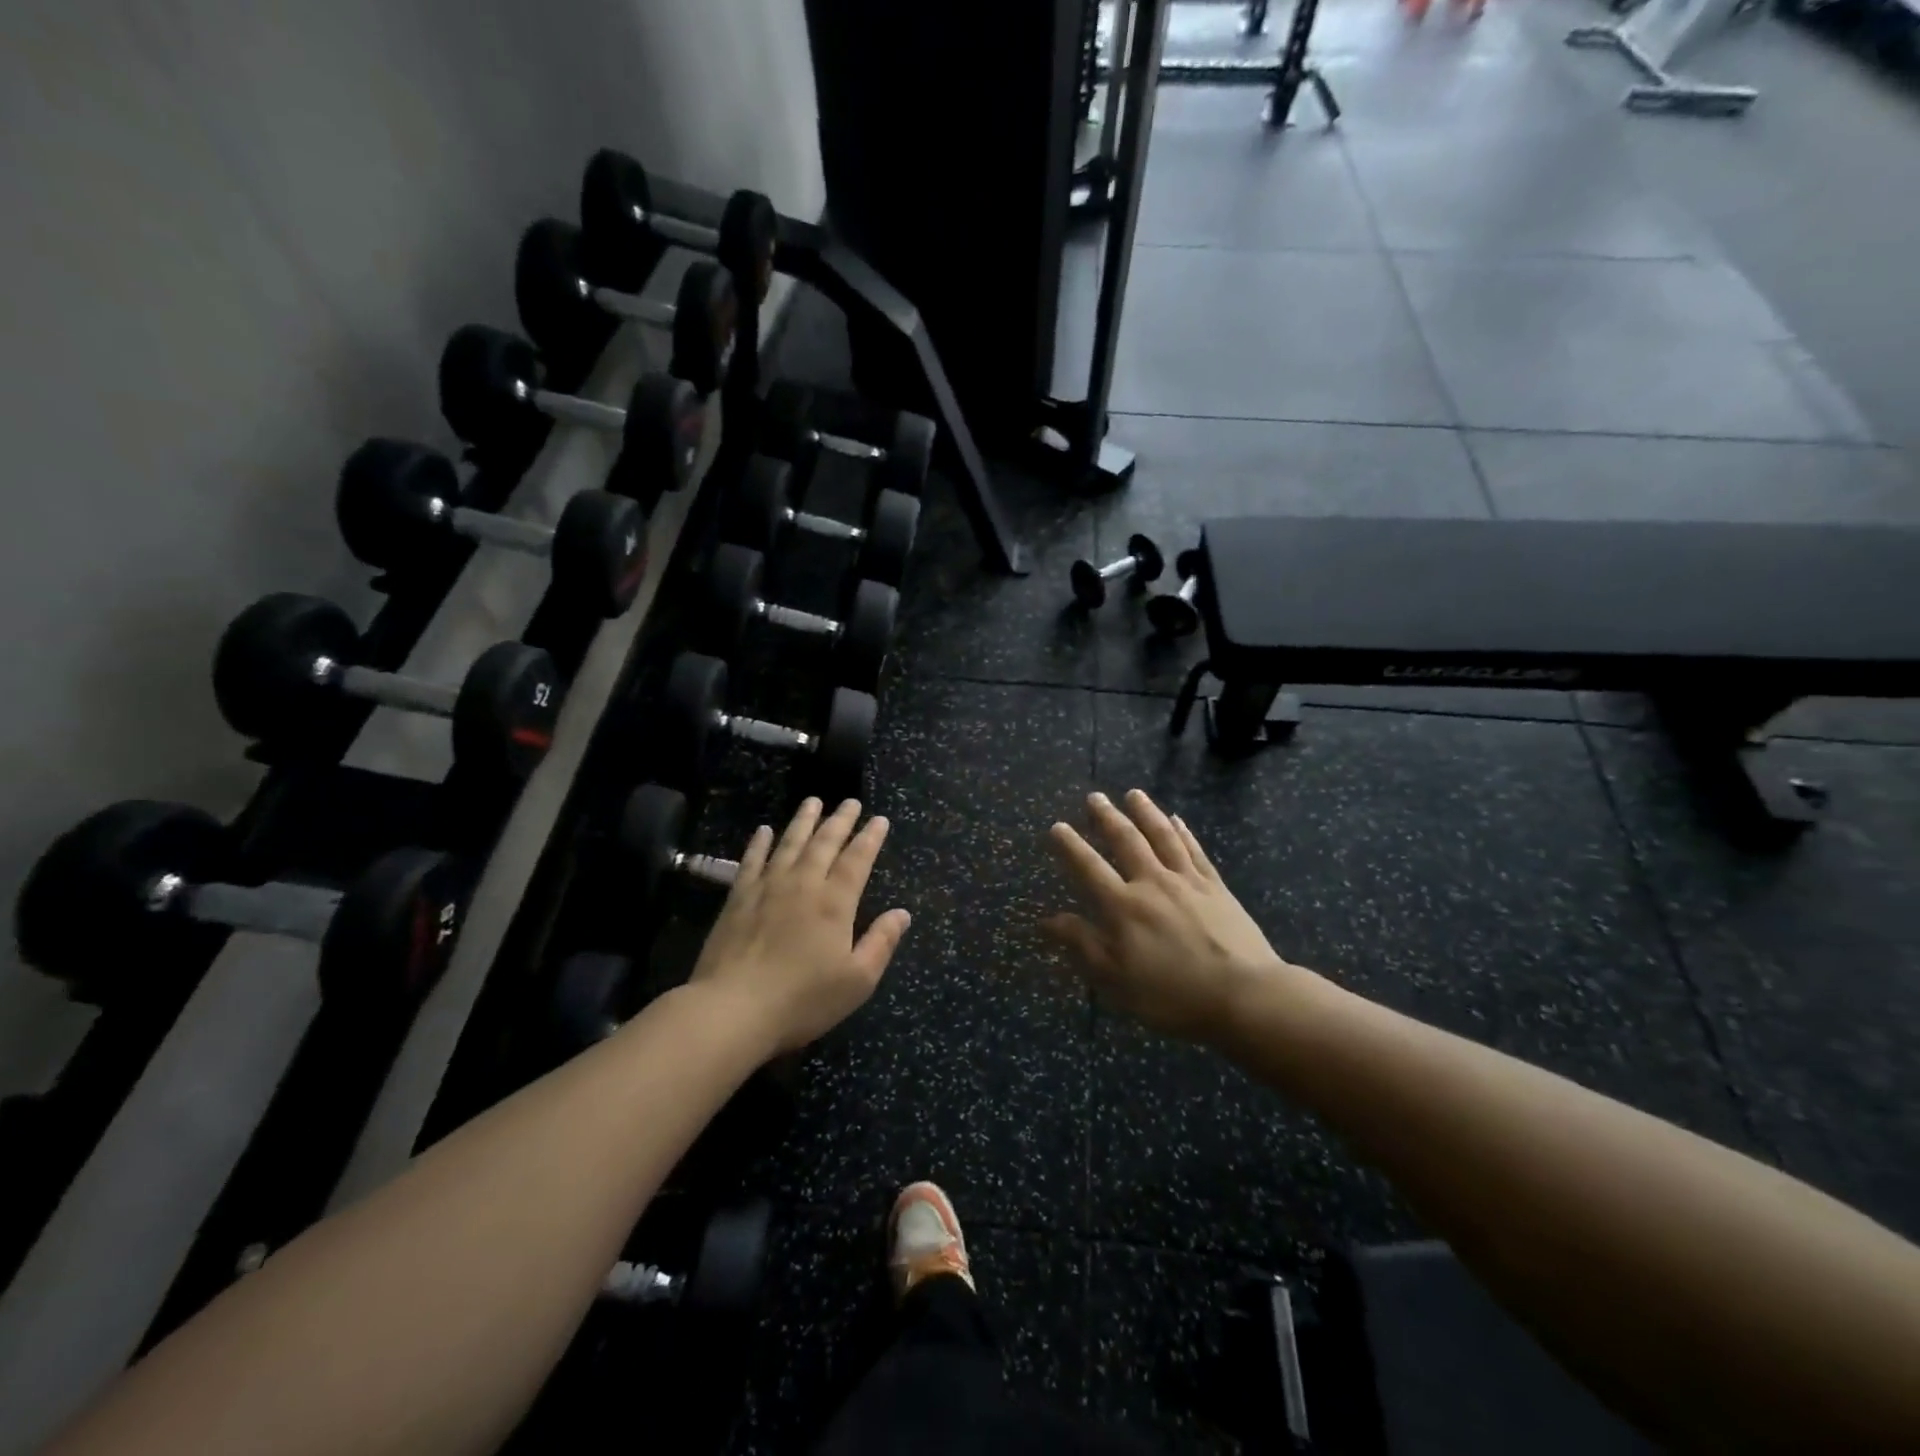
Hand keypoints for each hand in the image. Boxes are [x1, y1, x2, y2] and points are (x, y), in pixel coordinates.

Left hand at [691, 798, 910, 1055]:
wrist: (733, 1009)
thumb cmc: (802, 999)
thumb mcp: (857, 980)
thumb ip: (881, 942)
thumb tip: (902, 913)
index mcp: (835, 903)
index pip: (857, 860)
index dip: (870, 838)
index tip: (879, 819)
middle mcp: (803, 884)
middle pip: (824, 843)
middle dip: (840, 820)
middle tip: (850, 802)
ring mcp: (767, 888)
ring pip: (789, 843)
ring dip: (803, 821)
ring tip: (813, 801)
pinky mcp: (738, 898)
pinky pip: (752, 860)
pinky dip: (760, 843)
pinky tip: (764, 830)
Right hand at [1041, 789, 1301, 1045]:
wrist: (1244, 996)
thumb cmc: (1172, 995)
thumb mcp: (1115, 980)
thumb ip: (1082, 944)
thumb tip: (1047, 919)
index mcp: (1123, 907)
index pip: (1089, 868)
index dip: (1071, 846)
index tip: (1057, 826)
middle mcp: (1152, 883)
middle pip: (1126, 841)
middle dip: (1107, 817)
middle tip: (1095, 797)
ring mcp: (1187, 881)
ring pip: (1162, 836)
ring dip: (1145, 812)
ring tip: (1133, 794)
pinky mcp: (1216, 887)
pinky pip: (1194, 851)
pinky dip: (1183, 832)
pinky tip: (1176, 819)